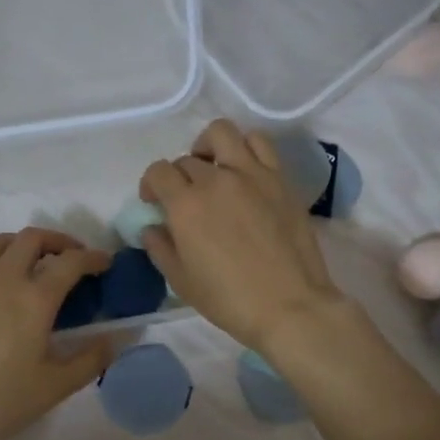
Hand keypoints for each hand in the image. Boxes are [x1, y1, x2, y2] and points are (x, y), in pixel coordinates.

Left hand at [0, 228, 116, 439]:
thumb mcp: (55, 387)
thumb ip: (90, 360)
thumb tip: (114, 340)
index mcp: (34, 298)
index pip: (71, 262)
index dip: (93, 257)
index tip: (104, 263)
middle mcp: (2, 278)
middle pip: (32, 238)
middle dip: (58, 241)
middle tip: (70, 257)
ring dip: (20, 243)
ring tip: (30, 261)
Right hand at [139, 119, 343, 353]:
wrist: (290, 306)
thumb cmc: (230, 300)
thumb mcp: (182, 281)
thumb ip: (160, 248)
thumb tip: (152, 227)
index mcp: (186, 205)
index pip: (158, 172)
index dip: (150, 184)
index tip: (154, 202)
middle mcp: (216, 179)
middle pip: (187, 159)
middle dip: (178, 176)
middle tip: (185, 199)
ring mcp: (252, 174)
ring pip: (222, 133)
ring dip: (209, 146)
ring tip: (213, 168)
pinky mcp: (280, 179)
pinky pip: (260, 144)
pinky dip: (245, 148)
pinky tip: (244, 170)